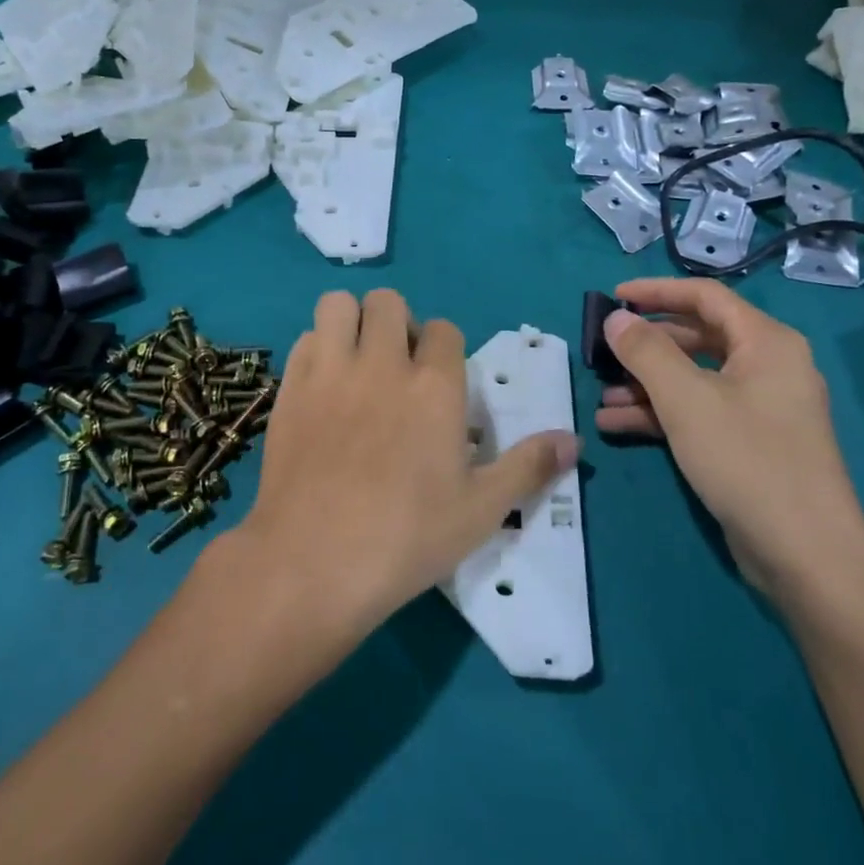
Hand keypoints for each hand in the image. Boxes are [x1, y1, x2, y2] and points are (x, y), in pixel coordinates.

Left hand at [226, 289, 578, 642]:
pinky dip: (317, 349)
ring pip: (339, 305)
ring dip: (352, 322)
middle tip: (398, 366)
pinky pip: (304, 339)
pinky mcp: (290, 389)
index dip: (446, 349)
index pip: (445, 330)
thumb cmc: (407, 537)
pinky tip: (323, 386)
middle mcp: (382, 364)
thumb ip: (528, 467)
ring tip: (357, 361)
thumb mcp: (481, 509)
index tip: (441, 383)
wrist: (314, 562)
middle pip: (389, 302)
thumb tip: (574, 441)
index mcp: (434, 386)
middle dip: (398, 323)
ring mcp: (330, 372)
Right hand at [596, 278, 863, 605]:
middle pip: (697, 338)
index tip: (613, 297)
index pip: (705, 297)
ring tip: (602, 398)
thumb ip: (646, 352)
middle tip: (604, 353)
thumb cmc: (747, 459)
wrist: (806, 555)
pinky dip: (662, 415)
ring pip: (694, 380)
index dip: (656, 292)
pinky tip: (619, 426)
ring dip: (647, 386)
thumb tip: (616, 319)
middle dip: (647, 347)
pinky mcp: (750, 443)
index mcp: (766, 342)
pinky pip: (700, 413)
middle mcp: (768, 366)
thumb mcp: (686, 400)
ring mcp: (761, 408)